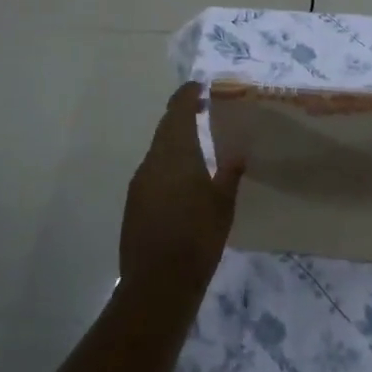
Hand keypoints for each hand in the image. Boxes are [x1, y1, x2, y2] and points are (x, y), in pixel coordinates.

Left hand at [119, 84, 243, 306]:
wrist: (157, 285)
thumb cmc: (197, 238)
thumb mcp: (223, 205)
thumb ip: (230, 173)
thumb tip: (237, 152)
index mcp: (176, 152)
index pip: (179, 109)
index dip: (188, 93)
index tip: (202, 86)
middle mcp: (153, 160)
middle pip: (166, 127)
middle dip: (183, 115)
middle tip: (204, 110)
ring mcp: (140, 182)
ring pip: (158, 150)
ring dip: (175, 141)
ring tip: (198, 146)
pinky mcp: (134, 203)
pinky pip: (152, 171)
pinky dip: (167, 164)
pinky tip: (182, 181)